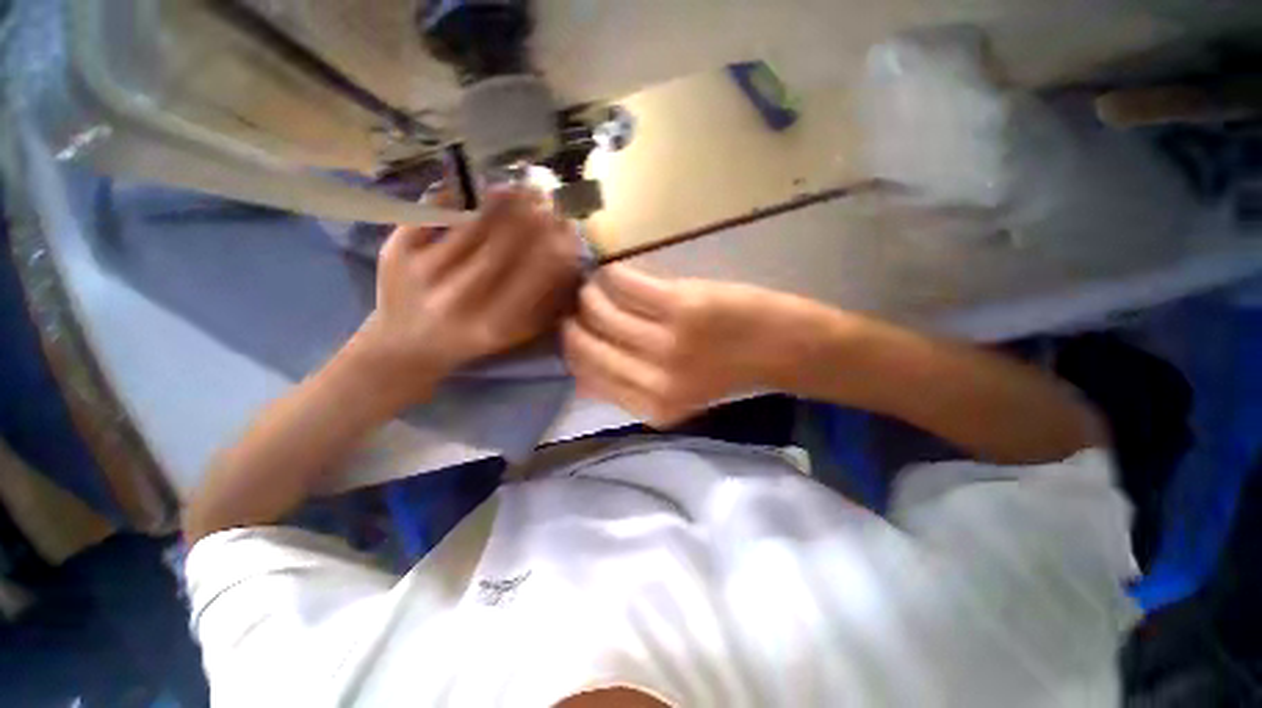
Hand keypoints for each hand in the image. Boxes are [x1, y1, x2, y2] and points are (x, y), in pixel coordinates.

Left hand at [353, 187, 580, 403]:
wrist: (406, 345)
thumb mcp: (512, 334)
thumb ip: (544, 307)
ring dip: (501, 202)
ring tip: (522, 189)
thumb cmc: (471, 338)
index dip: (553, 251)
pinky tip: (480, 189)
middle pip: (501, 247)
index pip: (531, 279)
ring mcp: (422, 273)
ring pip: (471, 226)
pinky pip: (433, 214)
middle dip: (530, 219)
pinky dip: (459, 196)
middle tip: (548, 199)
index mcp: (491, 325)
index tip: (568, 231)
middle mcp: (457, 300)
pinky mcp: (396, 252)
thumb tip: (571, 266)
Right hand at [563, 265, 814, 426]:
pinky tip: (615, 271)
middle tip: (576, 306)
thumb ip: (630, 388)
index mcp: (652, 407)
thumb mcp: (675, 395)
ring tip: (595, 286)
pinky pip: (627, 284)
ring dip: (591, 294)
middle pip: (587, 346)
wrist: (784, 348)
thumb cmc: (728, 371)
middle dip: (572, 323)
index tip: (570, 331)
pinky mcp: (682, 306)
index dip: (572, 352)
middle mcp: (654, 381)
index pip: (588, 378)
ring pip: (601, 311)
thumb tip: (581, 372)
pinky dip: (614, 275)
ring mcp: (668, 343)